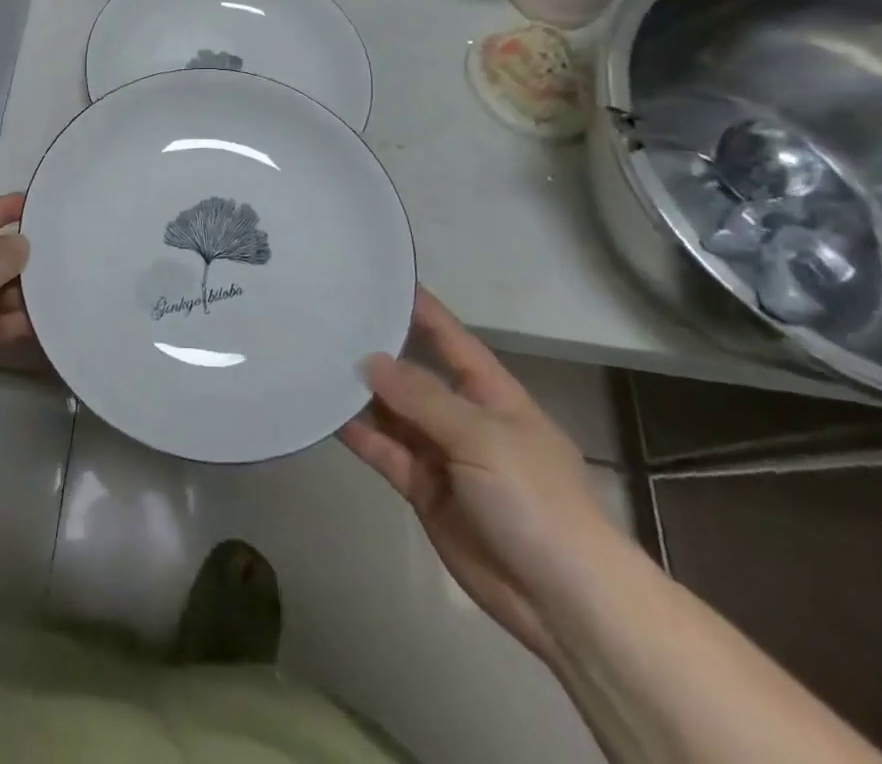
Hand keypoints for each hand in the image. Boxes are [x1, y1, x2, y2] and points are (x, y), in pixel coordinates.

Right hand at [340, 289, 629, 663]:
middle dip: (379, 350)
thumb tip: (371, 359)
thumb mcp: (483, 438)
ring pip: (394, 413)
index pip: (451, 338)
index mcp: (493, 394)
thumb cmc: (536, 501)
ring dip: (361, 393)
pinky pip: (385, 452)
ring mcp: (442, 454)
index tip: (381, 278)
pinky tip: (326, 413)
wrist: (564, 603)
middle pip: (415, 374)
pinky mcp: (423, 489)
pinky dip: (359, 435)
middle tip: (329, 319)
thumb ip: (424, 398)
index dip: (421, 309)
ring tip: (316, 361)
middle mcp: (464, 417)